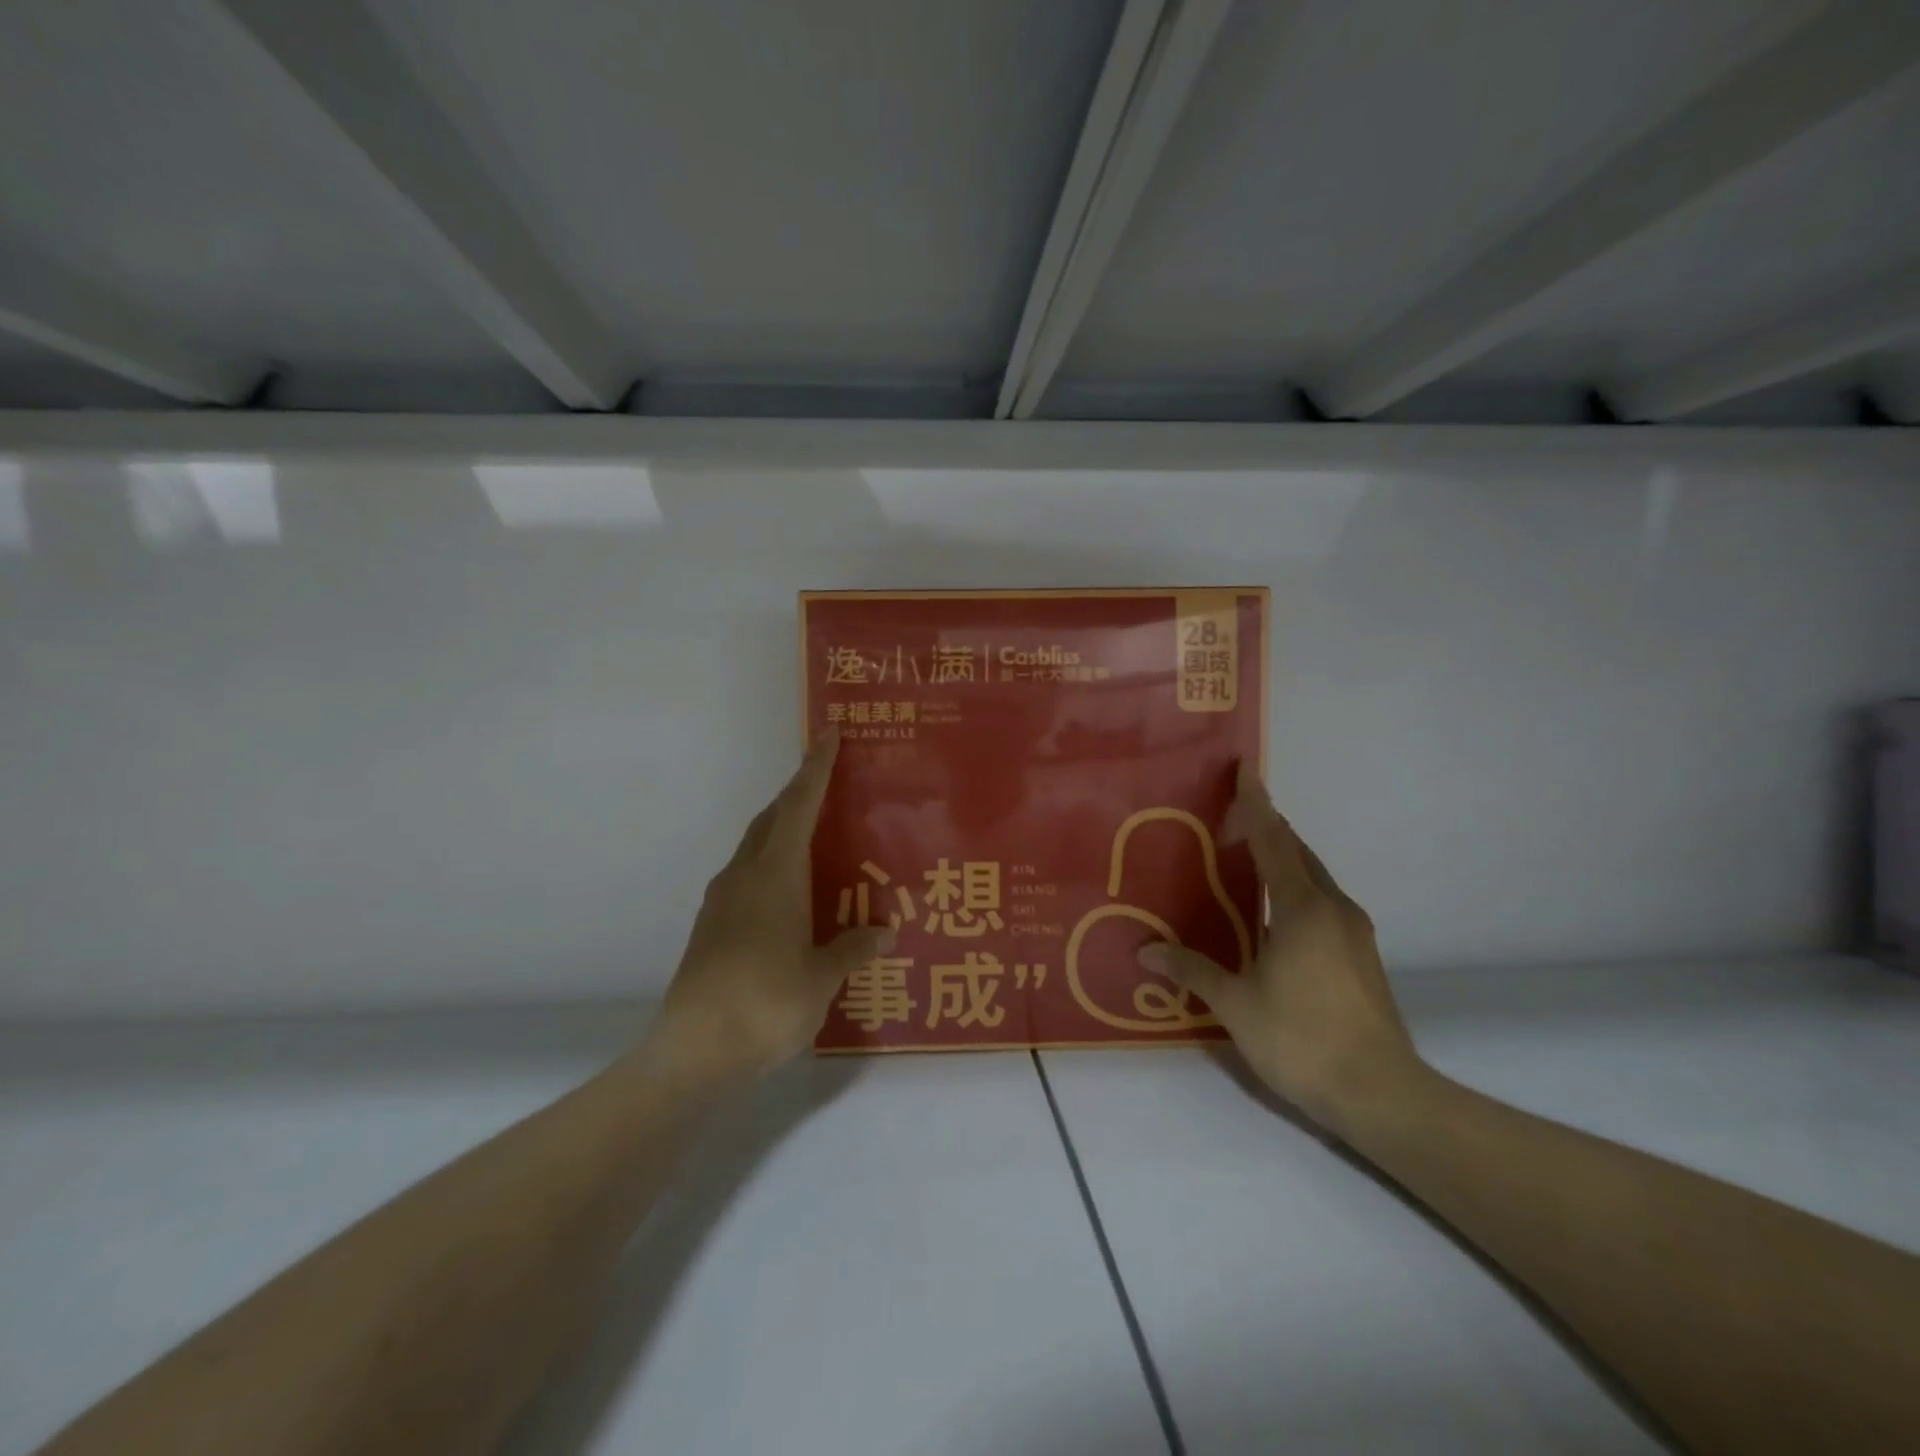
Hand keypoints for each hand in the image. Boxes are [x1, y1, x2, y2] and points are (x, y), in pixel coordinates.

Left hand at [656, 730, 892, 1078]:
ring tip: (815, 837)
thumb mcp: (822, 977)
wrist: (693, 1051)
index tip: (828, 735)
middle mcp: (745, 875)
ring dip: (782, 828)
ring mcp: (721, 900)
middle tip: (829, 783)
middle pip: (772, 817)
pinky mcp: (710, 925)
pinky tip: (789, 892)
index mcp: (776, 874)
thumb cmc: (766, 1003)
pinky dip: (771, 864)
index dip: (816, 768)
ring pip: (755, 845)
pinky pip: (746, 875)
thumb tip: (885, 932)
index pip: (799, 805)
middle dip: (798, 794)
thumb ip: (853, 948)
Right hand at [1138, 765, 1422, 1135]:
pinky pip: (1321, 902)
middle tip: (1226, 821)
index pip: (1274, 841)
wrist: (1382, 1095)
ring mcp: (1354, 932)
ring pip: (1313, 878)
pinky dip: (1294, 890)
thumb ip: (1191, 970)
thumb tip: (1144, 950)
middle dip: (1266, 829)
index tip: (1245, 770)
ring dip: (1281, 861)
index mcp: (1303, 908)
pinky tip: (1272, 913)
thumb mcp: (1235, 1005)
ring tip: (1243, 861)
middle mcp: (1334, 908)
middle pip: (1298, 852)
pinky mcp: (1362, 956)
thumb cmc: (1302, 1039)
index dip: (1256, 804)